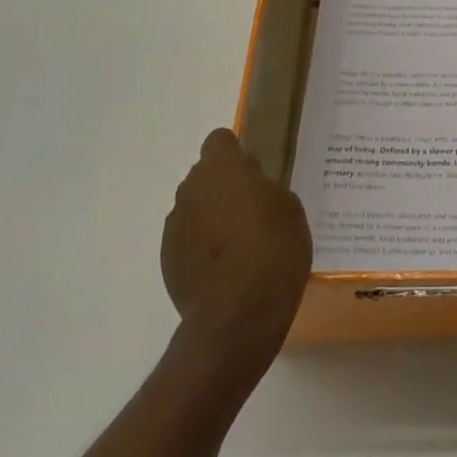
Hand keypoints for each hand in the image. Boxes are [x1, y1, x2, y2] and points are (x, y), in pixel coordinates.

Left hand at [162, 129, 311, 376]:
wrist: (237, 315)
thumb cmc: (274, 250)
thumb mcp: (289, 208)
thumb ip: (266, 188)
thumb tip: (252, 187)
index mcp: (221, 168)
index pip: (220, 140)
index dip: (237, 153)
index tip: (256, 173)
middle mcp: (190, 189)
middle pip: (205, 175)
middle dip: (225, 186)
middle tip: (253, 209)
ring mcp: (174, 226)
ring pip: (196, 208)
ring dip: (212, 217)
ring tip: (240, 245)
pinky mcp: (167, 259)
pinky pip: (188, 239)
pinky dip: (203, 247)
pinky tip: (226, 270)